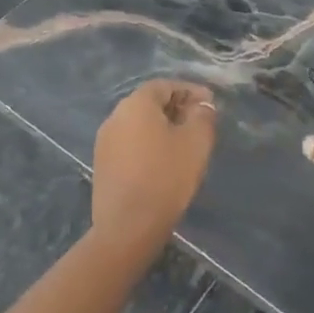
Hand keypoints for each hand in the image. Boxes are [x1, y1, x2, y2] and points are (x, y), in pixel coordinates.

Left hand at [90, 79, 217, 253]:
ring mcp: (105, 142)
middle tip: (200, 123)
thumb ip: (202, 116)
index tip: (210, 104)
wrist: (127, 227)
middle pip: (149, 103)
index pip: (164, 85)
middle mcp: (115, 117)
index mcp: (136, 104)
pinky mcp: (102, 165)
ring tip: (185, 144)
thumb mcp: (196, 142)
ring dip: (162, 128)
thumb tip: (201, 106)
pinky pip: (130, 144)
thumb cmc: (166, 177)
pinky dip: (149, 145)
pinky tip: (164, 163)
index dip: (189, 90)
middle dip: (176, 108)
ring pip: (139, 125)